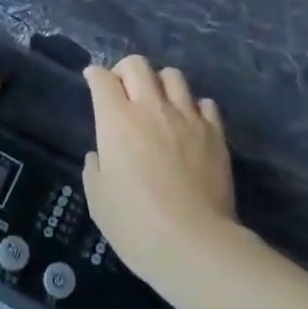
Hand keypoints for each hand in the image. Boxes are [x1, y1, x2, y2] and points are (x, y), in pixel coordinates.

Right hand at [81, 56, 239, 291]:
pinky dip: (194, 107)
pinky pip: (205, 103)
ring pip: (173, 76)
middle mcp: (151, 108)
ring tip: (159, 102)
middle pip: (137, 64)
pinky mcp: (215, 133)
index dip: (94, 75)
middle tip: (123, 89)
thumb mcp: (99, 200)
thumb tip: (101, 156)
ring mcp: (186, 117)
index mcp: (117, 120)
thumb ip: (95, 169)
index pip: (102, 79)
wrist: (194, 244)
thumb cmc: (135, 225)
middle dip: (125, 69)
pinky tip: (190, 124)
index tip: (92, 79)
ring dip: (161, 83)